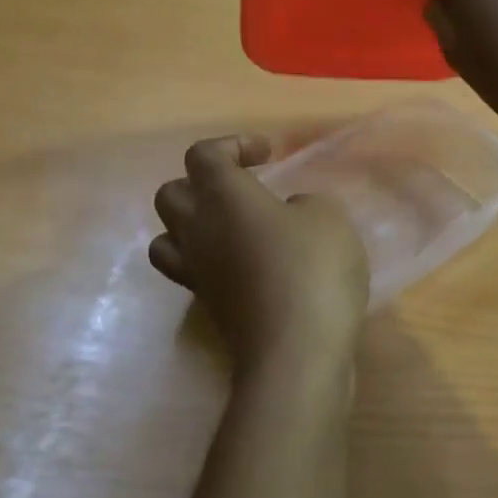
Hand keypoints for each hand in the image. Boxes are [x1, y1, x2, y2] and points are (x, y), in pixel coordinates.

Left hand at [150, 135, 368, 369]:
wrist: (295, 352)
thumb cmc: (313, 270)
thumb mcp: (329, 218)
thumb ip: (306, 204)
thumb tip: (288, 214)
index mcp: (223, 196)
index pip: (203, 155)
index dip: (233, 146)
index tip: (269, 156)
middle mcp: (197, 230)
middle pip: (172, 193)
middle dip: (203, 184)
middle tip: (244, 190)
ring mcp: (197, 273)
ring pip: (168, 237)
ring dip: (195, 225)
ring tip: (233, 230)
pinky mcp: (209, 307)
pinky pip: (193, 272)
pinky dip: (211, 262)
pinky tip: (248, 267)